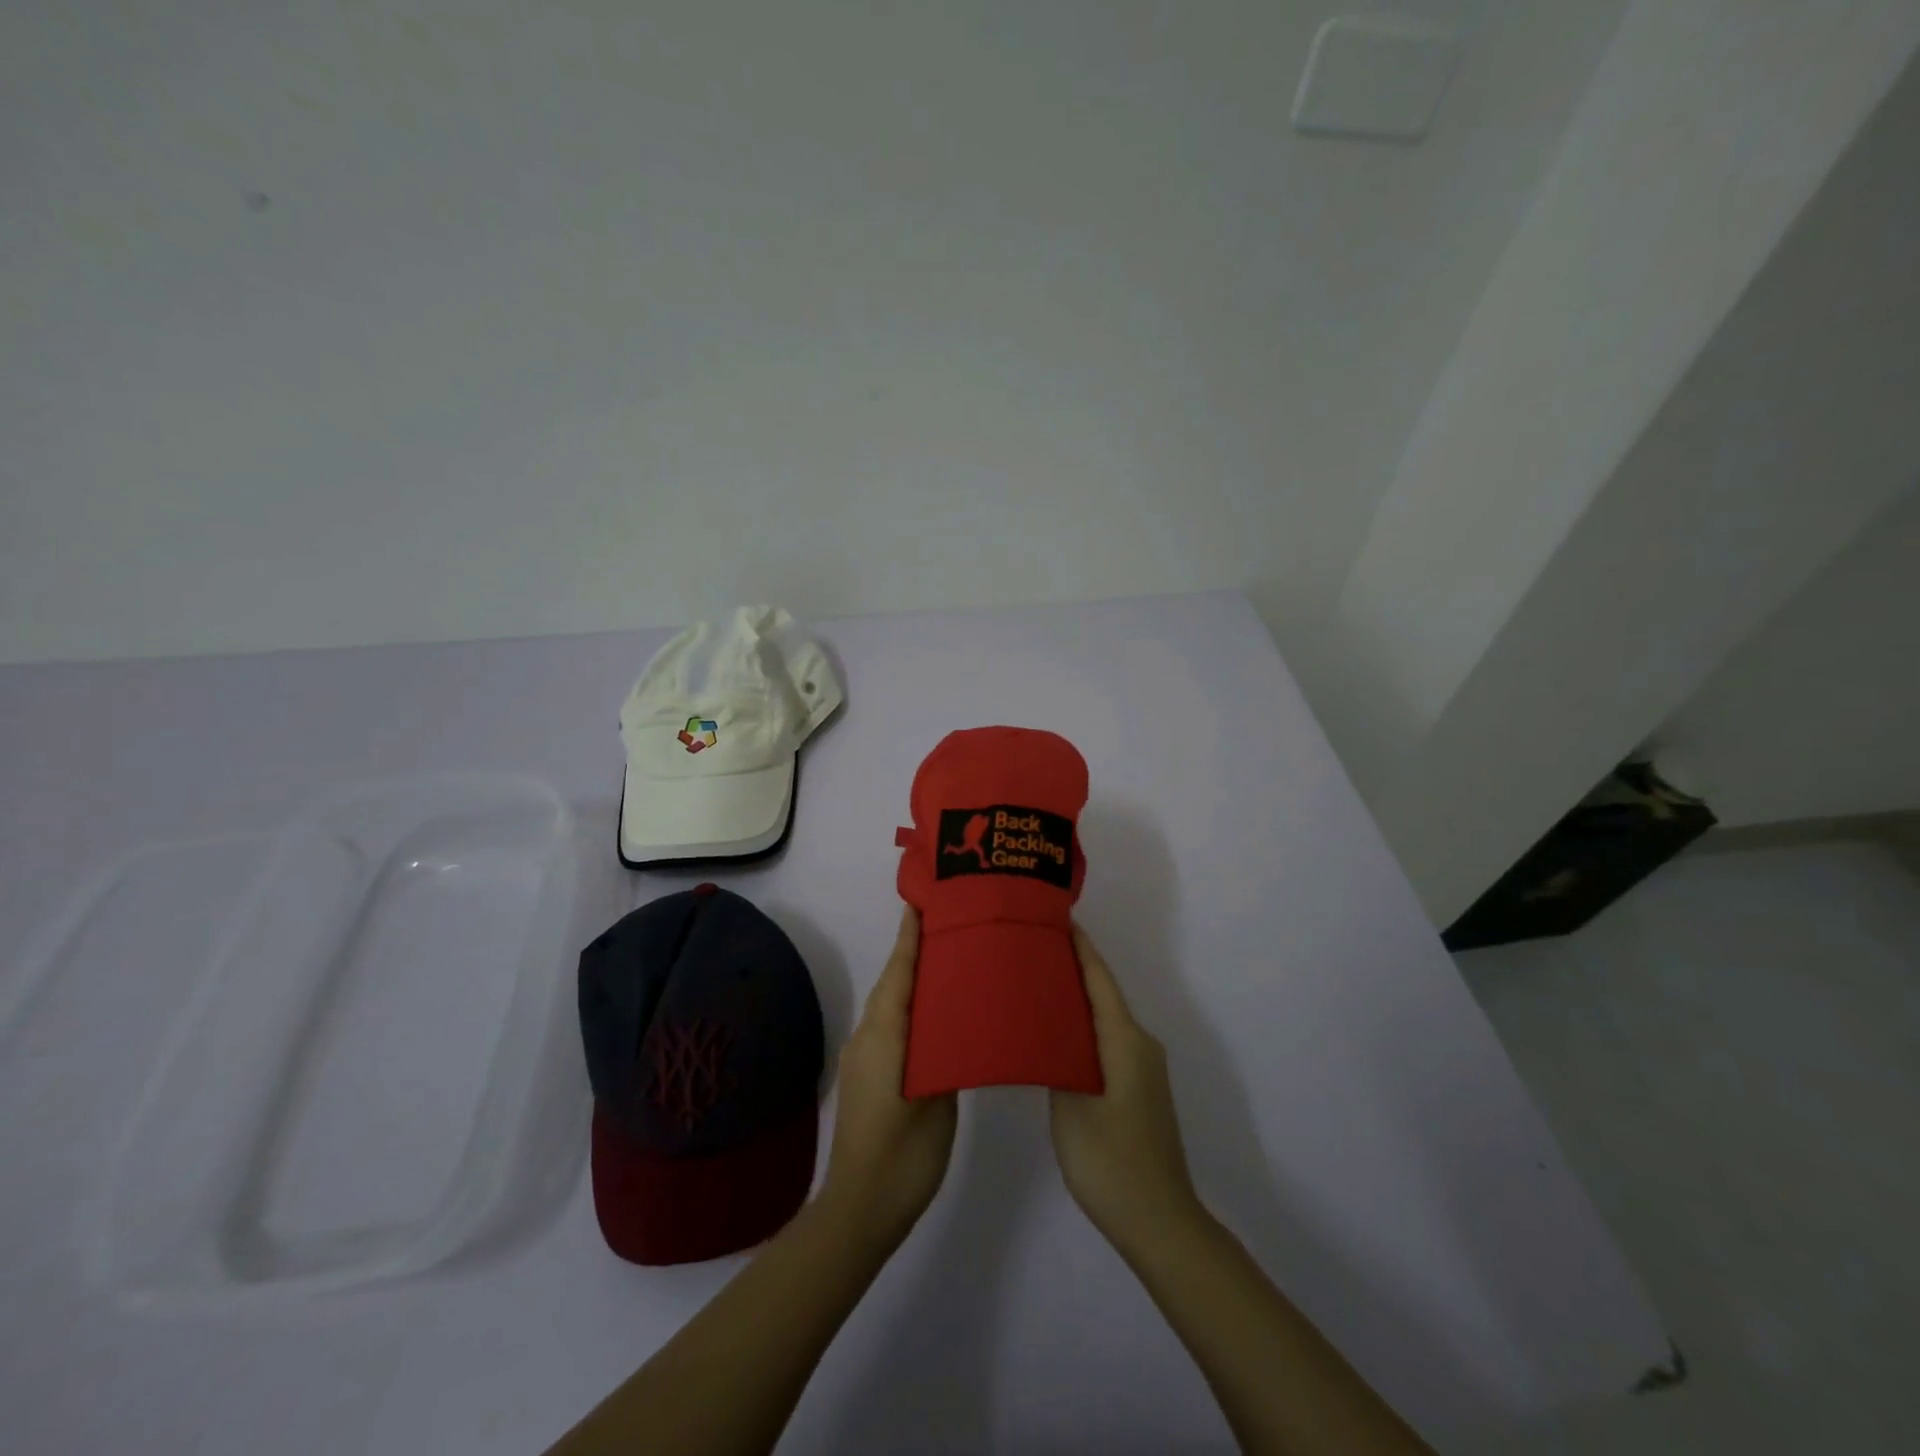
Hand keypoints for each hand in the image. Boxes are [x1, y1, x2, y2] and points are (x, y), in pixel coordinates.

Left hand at [821, 907, 957, 1245]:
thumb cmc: (903, 1157)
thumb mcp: (937, 1105)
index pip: (899, 975)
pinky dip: (906, 1009)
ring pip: (888, 1006)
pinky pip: (886, 1027)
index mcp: (884, 1037)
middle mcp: (866, 1038)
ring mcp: (861, 1058)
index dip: (909, 939)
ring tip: (946, 964)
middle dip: (913, 953)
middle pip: (892, 984)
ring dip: (910, 981)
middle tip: (948, 927)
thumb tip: (956, 1023)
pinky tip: (932, 1017)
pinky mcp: (864, 1076)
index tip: (920, 904)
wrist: (858, 1211)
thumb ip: (945, 1058)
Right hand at [1049, 926, 1201, 1255]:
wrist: (1159, 1222)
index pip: (1099, 979)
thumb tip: (1048, 1026)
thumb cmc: (1110, 1161)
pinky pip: (1108, 1042)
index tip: (1056, 917)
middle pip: (1103, 994)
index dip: (1080, 947)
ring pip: (1105, 1019)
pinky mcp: (1138, 1088)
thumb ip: (1057, 1058)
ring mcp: (1143, 1068)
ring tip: (1036, 984)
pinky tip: (1056, 1034)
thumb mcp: (1070, 1106)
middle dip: (1071, 968)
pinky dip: (1083, 1028)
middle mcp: (1140, 1044)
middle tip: (1031, 949)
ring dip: (1075, 1000)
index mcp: (1125, 1039)